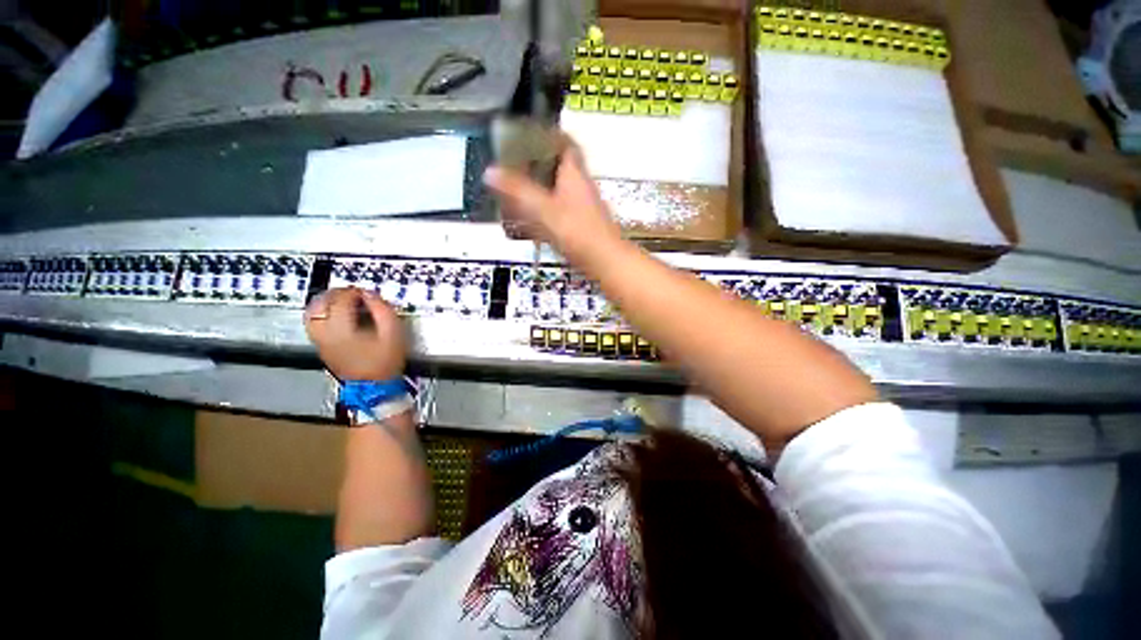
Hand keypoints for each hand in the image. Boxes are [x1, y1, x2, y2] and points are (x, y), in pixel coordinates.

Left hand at [304, 288, 407, 380]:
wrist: (375, 391)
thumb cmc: (384, 363)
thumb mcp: (392, 332)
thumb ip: (381, 308)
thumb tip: (369, 294)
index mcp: (343, 329)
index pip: (342, 299)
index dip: (354, 292)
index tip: (364, 293)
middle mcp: (327, 334)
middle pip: (323, 303)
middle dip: (337, 294)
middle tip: (350, 294)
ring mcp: (322, 343)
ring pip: (313, 313)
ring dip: (325, 303)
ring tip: (338, 302)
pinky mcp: (322, 349)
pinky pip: (313, 325)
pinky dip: (320, 315)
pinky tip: (333, 316)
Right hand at [483, 142, 622, 261]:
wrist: (606, 262)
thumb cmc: (577, 231)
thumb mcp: (542, 208)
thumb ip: (516, 189)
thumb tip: (490, 170)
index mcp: (573, 173)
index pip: (566, 144)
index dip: (550, 134)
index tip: (531, 130)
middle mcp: (579, 184)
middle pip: (560, 163)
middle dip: (537, 159)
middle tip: (513, 158)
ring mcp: (581, 203)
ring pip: (558, 184)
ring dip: (538, 182)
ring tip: (513, 184)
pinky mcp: (579, 221)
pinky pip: (557, 204)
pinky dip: (541, 204)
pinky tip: (526, 215)